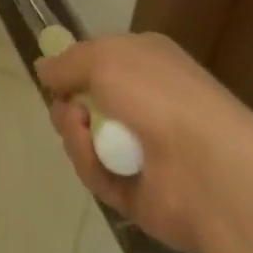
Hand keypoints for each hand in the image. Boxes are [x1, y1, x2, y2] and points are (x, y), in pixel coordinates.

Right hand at [37, 32, 252, 252]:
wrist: (209, 169)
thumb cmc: (158, 95)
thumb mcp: (103, 57)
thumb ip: (68, 62)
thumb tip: (43, 69)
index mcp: (147, 65)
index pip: (102, 62)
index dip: (76, 68)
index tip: (53, 75)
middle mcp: (147, 105)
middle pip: (88, 103)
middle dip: (68, 104)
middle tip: (65, 108)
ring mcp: (145, 152)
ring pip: (88, 139)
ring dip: (74, 133)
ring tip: (79, 129)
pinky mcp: (138, 195)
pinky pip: (98, 175)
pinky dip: (89, 164)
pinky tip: (92, 155)